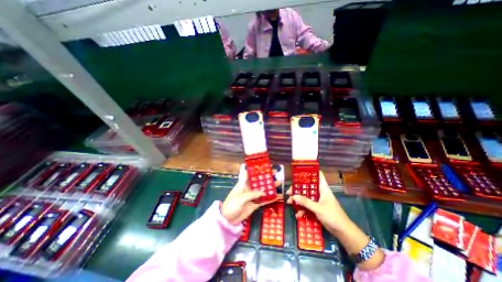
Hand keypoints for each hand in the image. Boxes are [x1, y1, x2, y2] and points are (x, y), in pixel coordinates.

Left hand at [221, 169, 277, 225]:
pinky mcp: (255, 204)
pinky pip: (264, 200)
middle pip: (259, 181)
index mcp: (243, 184)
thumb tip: (263, 191)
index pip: (250, 174)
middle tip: (275, 173)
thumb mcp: (240, 199)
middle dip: (266, 177)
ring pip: (263, 190)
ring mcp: (253, 196)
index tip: (264, 166)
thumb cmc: (231, 205)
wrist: (228, 219)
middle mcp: (249, 188)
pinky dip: (270, 198)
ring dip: (270, 187)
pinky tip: (277, 196)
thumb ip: (251, 194)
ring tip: (278, 183)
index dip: (256, 170)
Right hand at [286, 171, 384, 267]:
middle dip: (298, 189)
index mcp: (323, 188)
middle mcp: (320, 192)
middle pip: (307, 187)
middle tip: (289, 193)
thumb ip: (306, 202)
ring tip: (290, 203)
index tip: (299, 173)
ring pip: (306, 196)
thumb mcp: (318, 209)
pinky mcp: (317, 208)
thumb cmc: (333, 216)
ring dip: (298, 200)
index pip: (318, 175)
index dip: (309, 172)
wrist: (343, 232)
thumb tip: (293, 196)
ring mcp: (318, 200)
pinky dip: (302, 209)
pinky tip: (298, 215)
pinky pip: (307, 205)